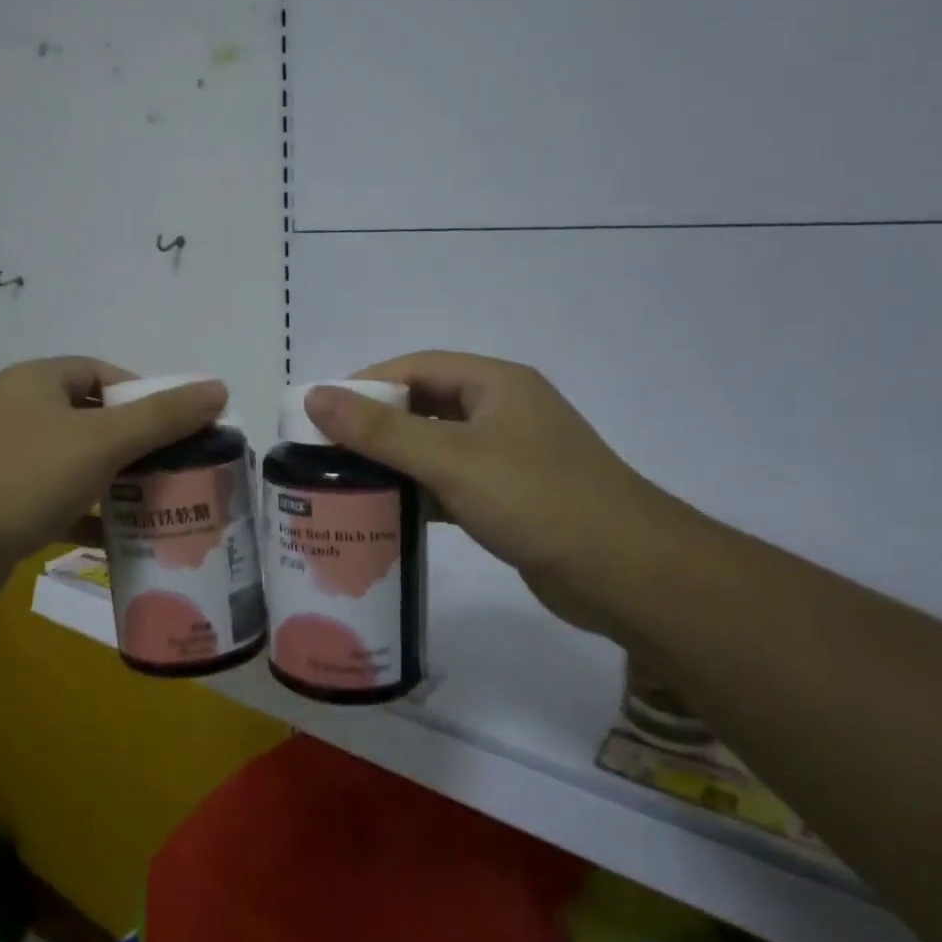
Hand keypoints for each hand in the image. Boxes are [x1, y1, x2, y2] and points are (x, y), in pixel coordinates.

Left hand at [0, 358, 226, 570]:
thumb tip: (219, 388)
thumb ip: (163, 416)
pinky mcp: (5, 506)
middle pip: (95, 420)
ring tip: (162, 503)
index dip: (146, 395)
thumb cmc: (24, 478)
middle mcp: (21, 414)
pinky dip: (91, 516)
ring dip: (118, 482)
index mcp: (38, 382)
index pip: (104, 374)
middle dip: (139, 444)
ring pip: (79, 464)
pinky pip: (61, 502)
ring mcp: (10, 461)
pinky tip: (122, 538)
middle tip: (180, 468)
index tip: (181, 428)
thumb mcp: (101, 441)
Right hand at [303, 351, 677, 634]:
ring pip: (435, 448)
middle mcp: (501, 411)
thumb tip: (314, 395)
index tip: (320, 411)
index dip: (365, 383)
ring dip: (393, 462)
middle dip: (375, 425)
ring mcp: (508, 456)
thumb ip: (380, 430)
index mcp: (495, 384)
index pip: (416, 366)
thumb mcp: (451, 458)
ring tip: (342, 481)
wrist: (627, 574)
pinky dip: (418, 493)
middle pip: (423, 406)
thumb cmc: (537, 499)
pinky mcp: (509, 497)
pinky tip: (385, 513)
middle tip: (324, 450)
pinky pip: (450, 483)